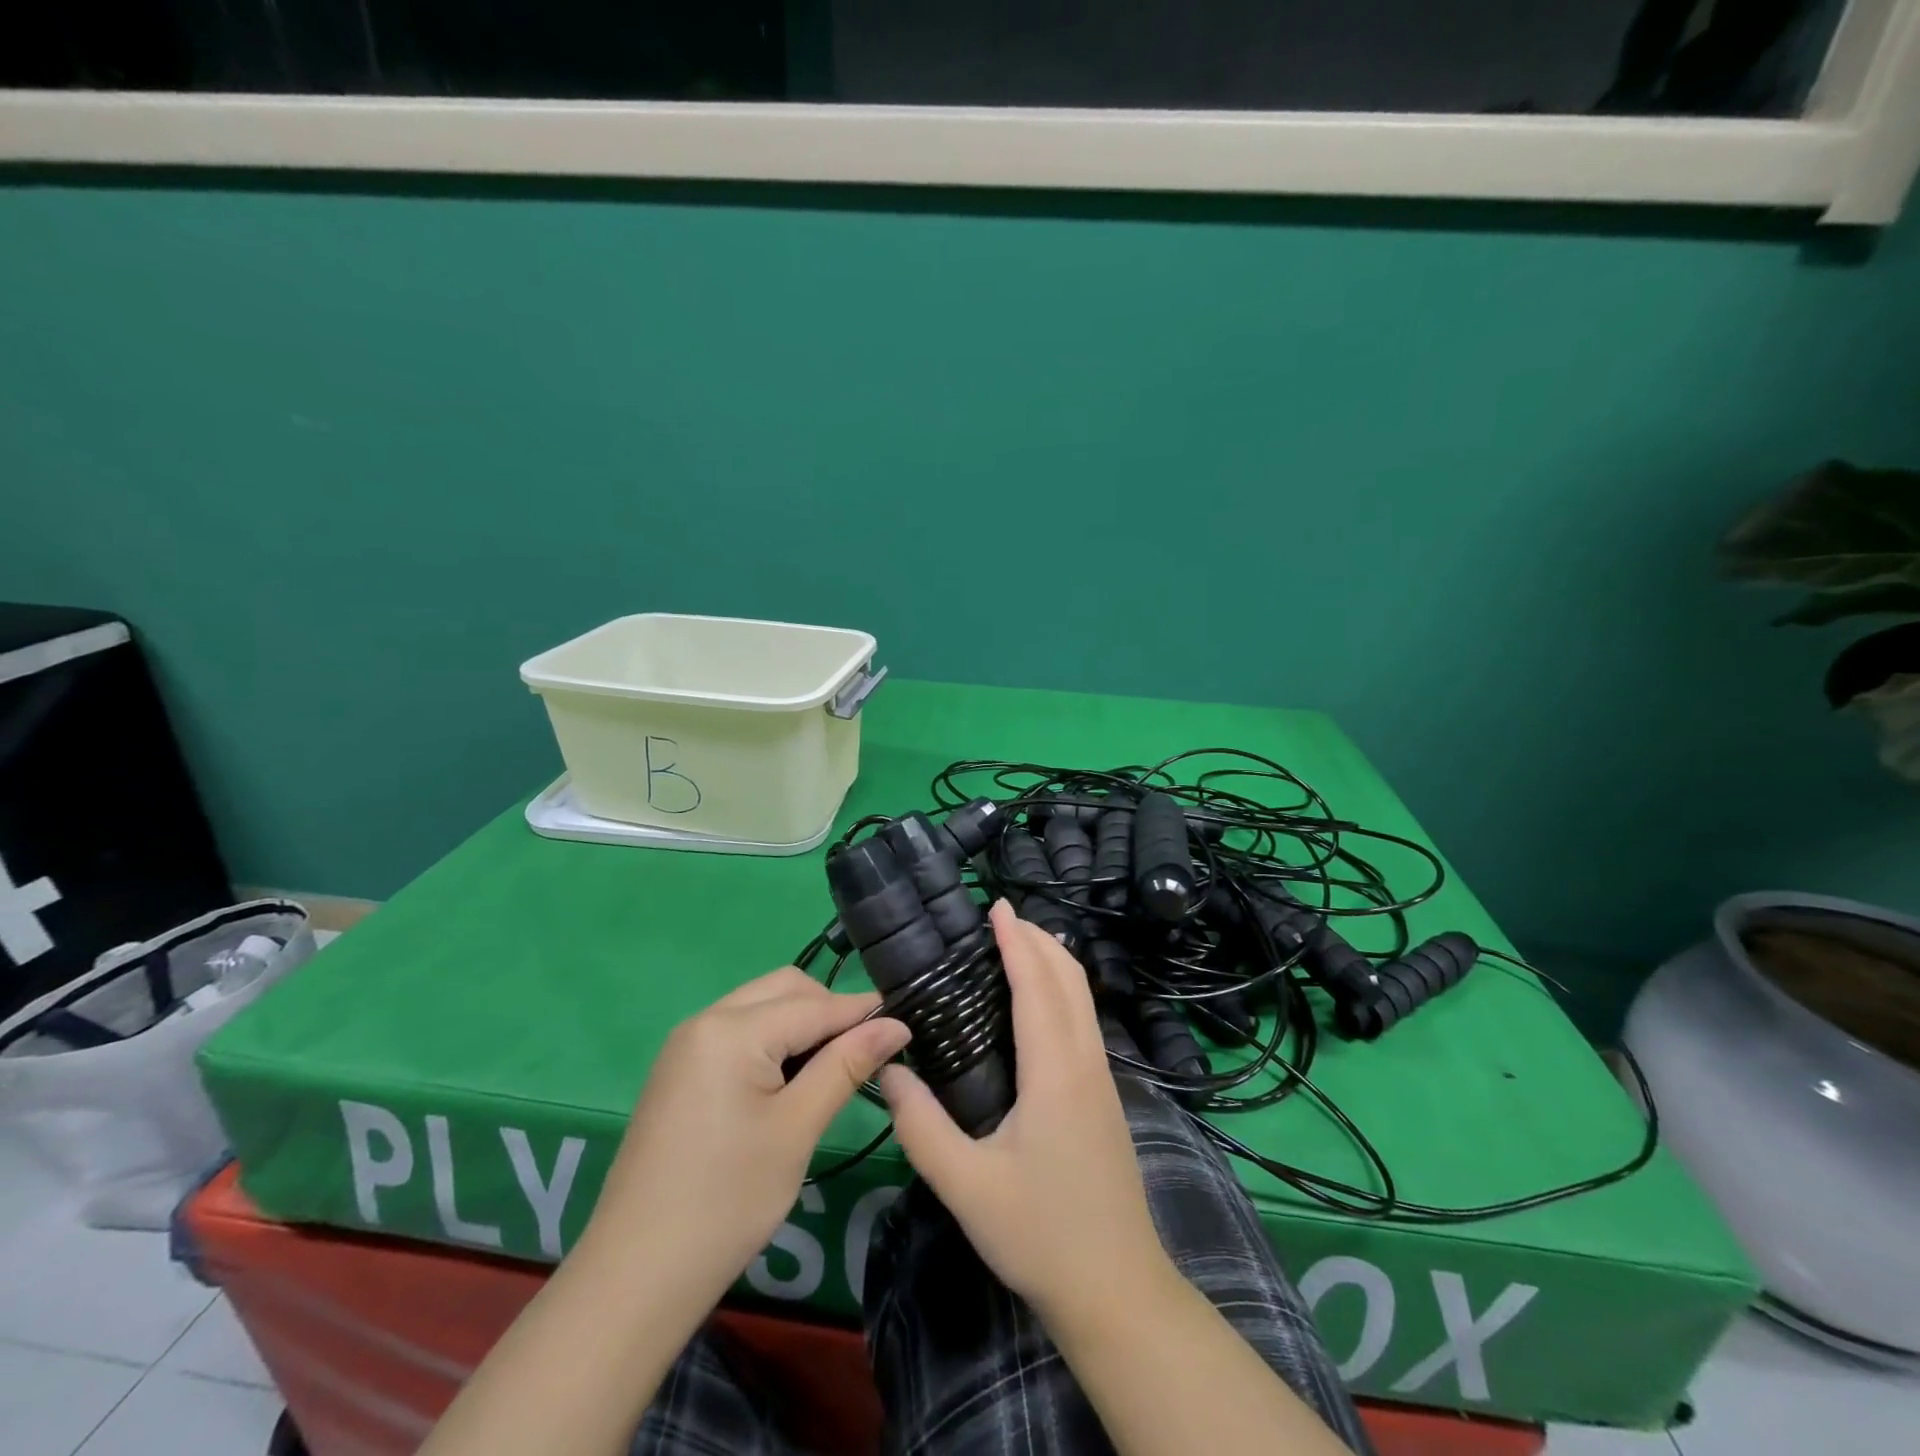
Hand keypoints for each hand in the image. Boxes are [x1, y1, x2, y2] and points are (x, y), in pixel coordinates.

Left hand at [583, 967, 908, 1305]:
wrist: (634, 1279)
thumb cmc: (726, 1202)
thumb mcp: (797, 1129)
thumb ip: (846, 1065)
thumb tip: (896, 1024)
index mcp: (731, 1029)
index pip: (815, 1005)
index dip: (863, 1012)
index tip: (907, 1022)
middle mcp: (705, 1021)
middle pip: (785, 990)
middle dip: (829, 1010)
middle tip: (866, 1052)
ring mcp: (687, 1046)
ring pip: (762, 1007)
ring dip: (801, 1025)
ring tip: (834, 1067)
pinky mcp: (680, 1072)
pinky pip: (739, 1032)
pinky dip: (773, 1042)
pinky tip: (791, 1080)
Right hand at [879, 901, 1168, 1323]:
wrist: (1118, 1289)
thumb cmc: (1041, 1235)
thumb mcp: (967, 1187)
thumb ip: (921, 1127)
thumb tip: (885, 1071)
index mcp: (1055, 1072)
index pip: (1037, 985)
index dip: (1018, 941)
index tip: (997, 906)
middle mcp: (1086, 1062)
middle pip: (1070, 979)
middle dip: (1039, 939)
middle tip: (1000, 918)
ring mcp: (1103, 1078)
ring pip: (1083, 997)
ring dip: (1053, 962)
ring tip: (1015, 946)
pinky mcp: (1105, 1096)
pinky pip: (1084, 1019)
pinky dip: (1061, 990)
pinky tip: (1035, 1004)